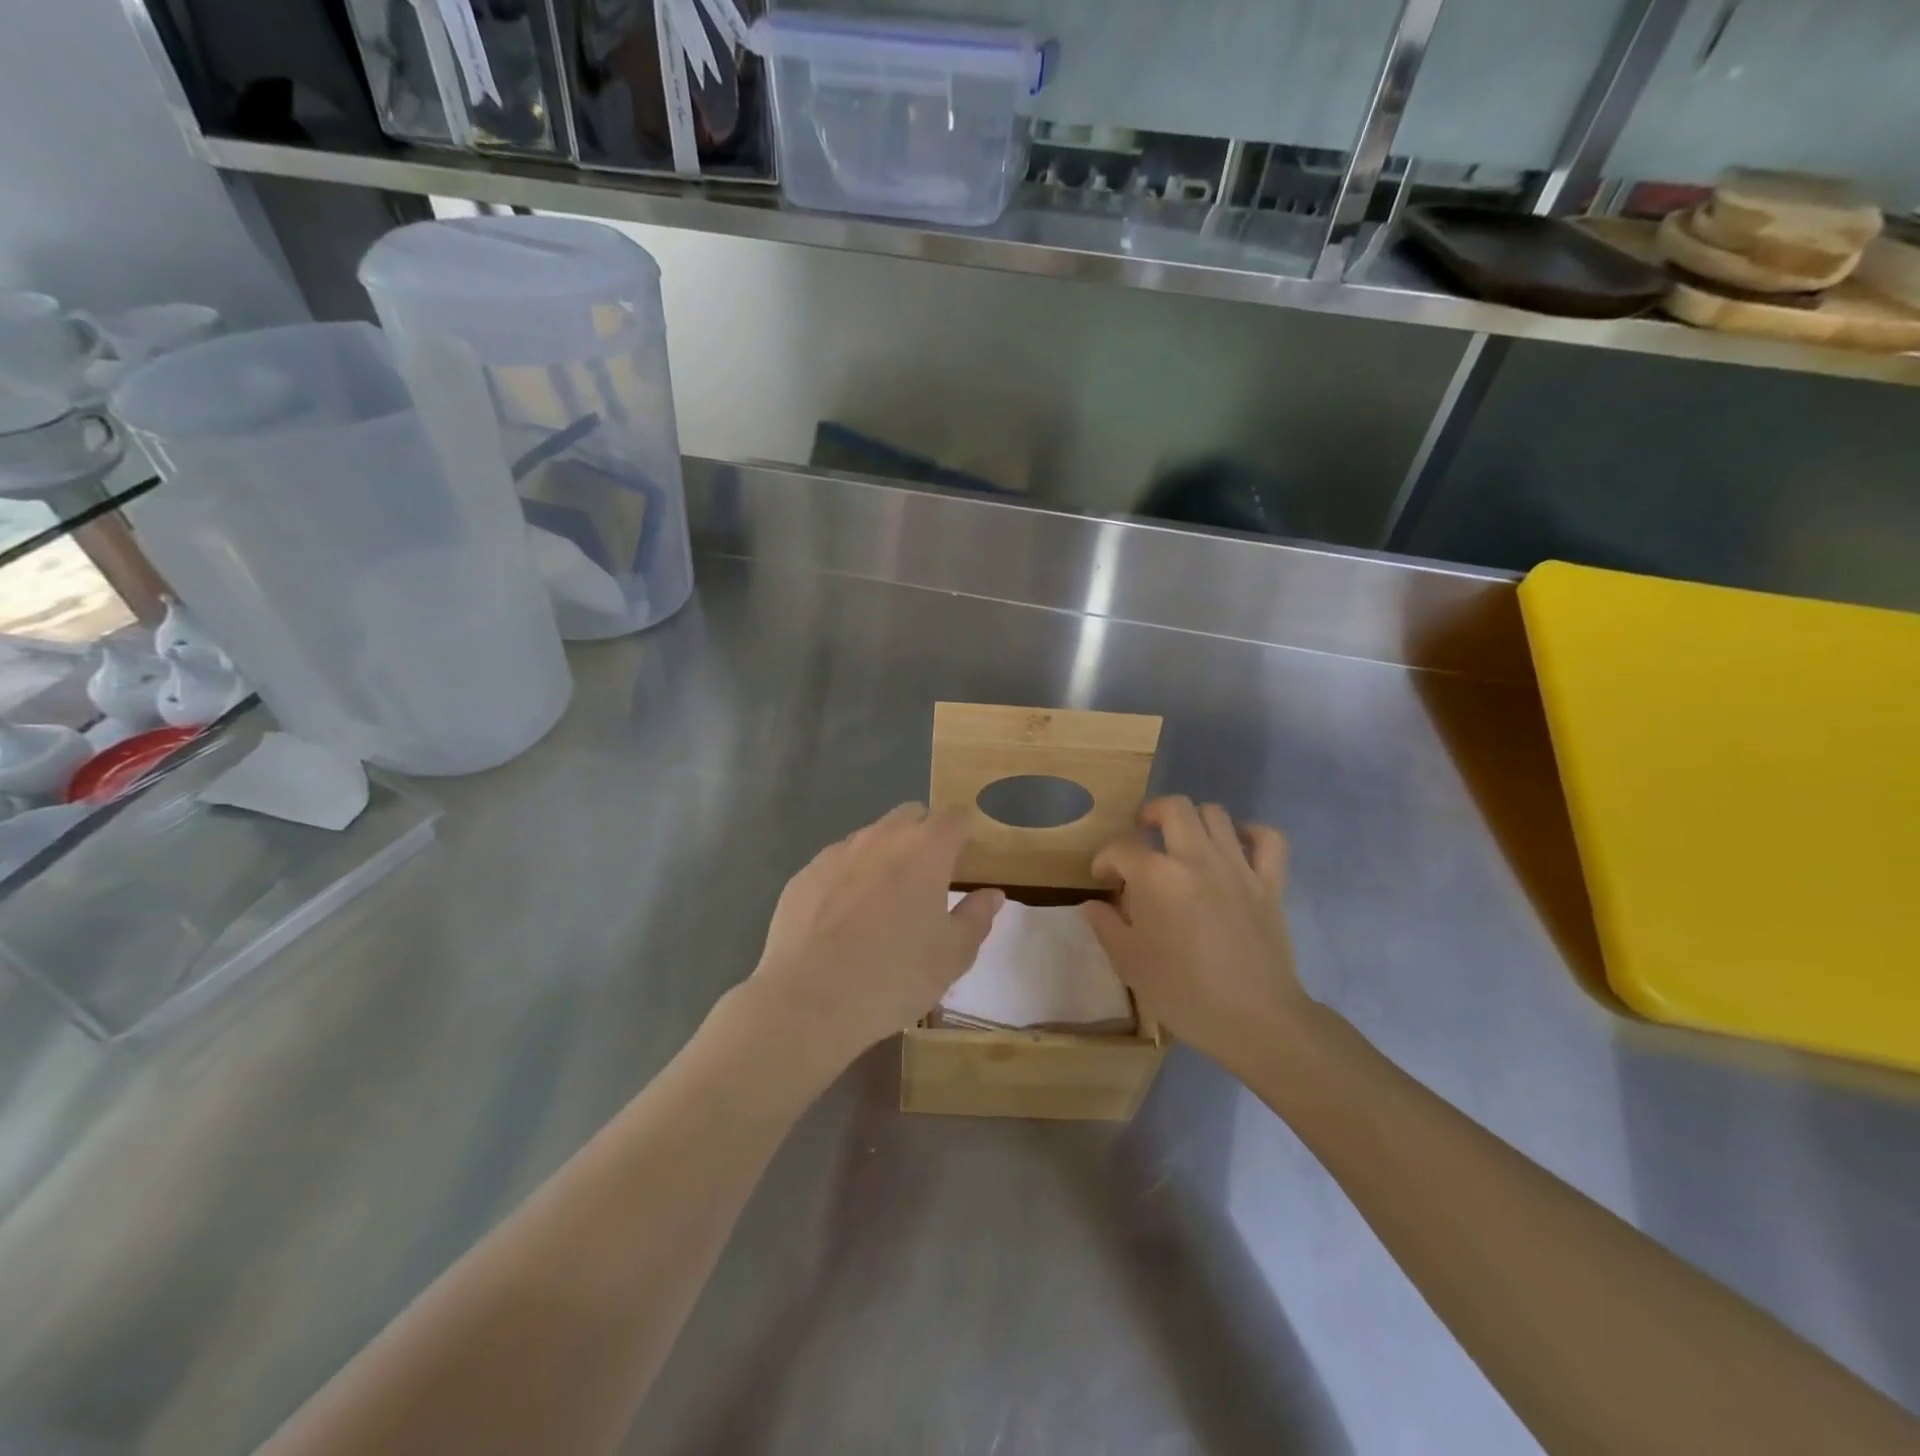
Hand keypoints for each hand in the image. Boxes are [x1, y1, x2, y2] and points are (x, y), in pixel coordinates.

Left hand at [748, 804, 1003, 1069]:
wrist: (807, 1001)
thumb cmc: (893, 977)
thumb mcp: (952, 957)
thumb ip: (976, 917)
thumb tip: (992, 895)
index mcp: (925, 850)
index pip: (955, 817)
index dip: (966, 830)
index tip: (969, 854)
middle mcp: (880, 837)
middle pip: (911, 815)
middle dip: (925, 835)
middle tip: (929, 878)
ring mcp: (837, 853)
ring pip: (871, 837)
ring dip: (885, 855)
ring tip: (884, 903)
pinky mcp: (804, 874)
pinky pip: (837, 863)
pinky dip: (849, 878)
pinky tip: (844, 919)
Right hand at [1082, 797, 1311, 1073]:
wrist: (1255, 1018)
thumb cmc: (1183, 992)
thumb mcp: (1129, 962)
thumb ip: (1106, 925)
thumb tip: (1093, 904)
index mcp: (1156, 876)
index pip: (1121, 848)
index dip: (1105, 859)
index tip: (1103, 880)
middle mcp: (1196, 858)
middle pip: (1173, 808)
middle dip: (1150, 814)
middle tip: (1142, 835)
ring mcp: (1238, 867)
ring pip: (1216, 814)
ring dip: (1194, 820)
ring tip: (1183, 841)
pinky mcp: (1270, 883)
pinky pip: (1268, 839)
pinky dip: (1251, 834)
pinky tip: (1236, 845)